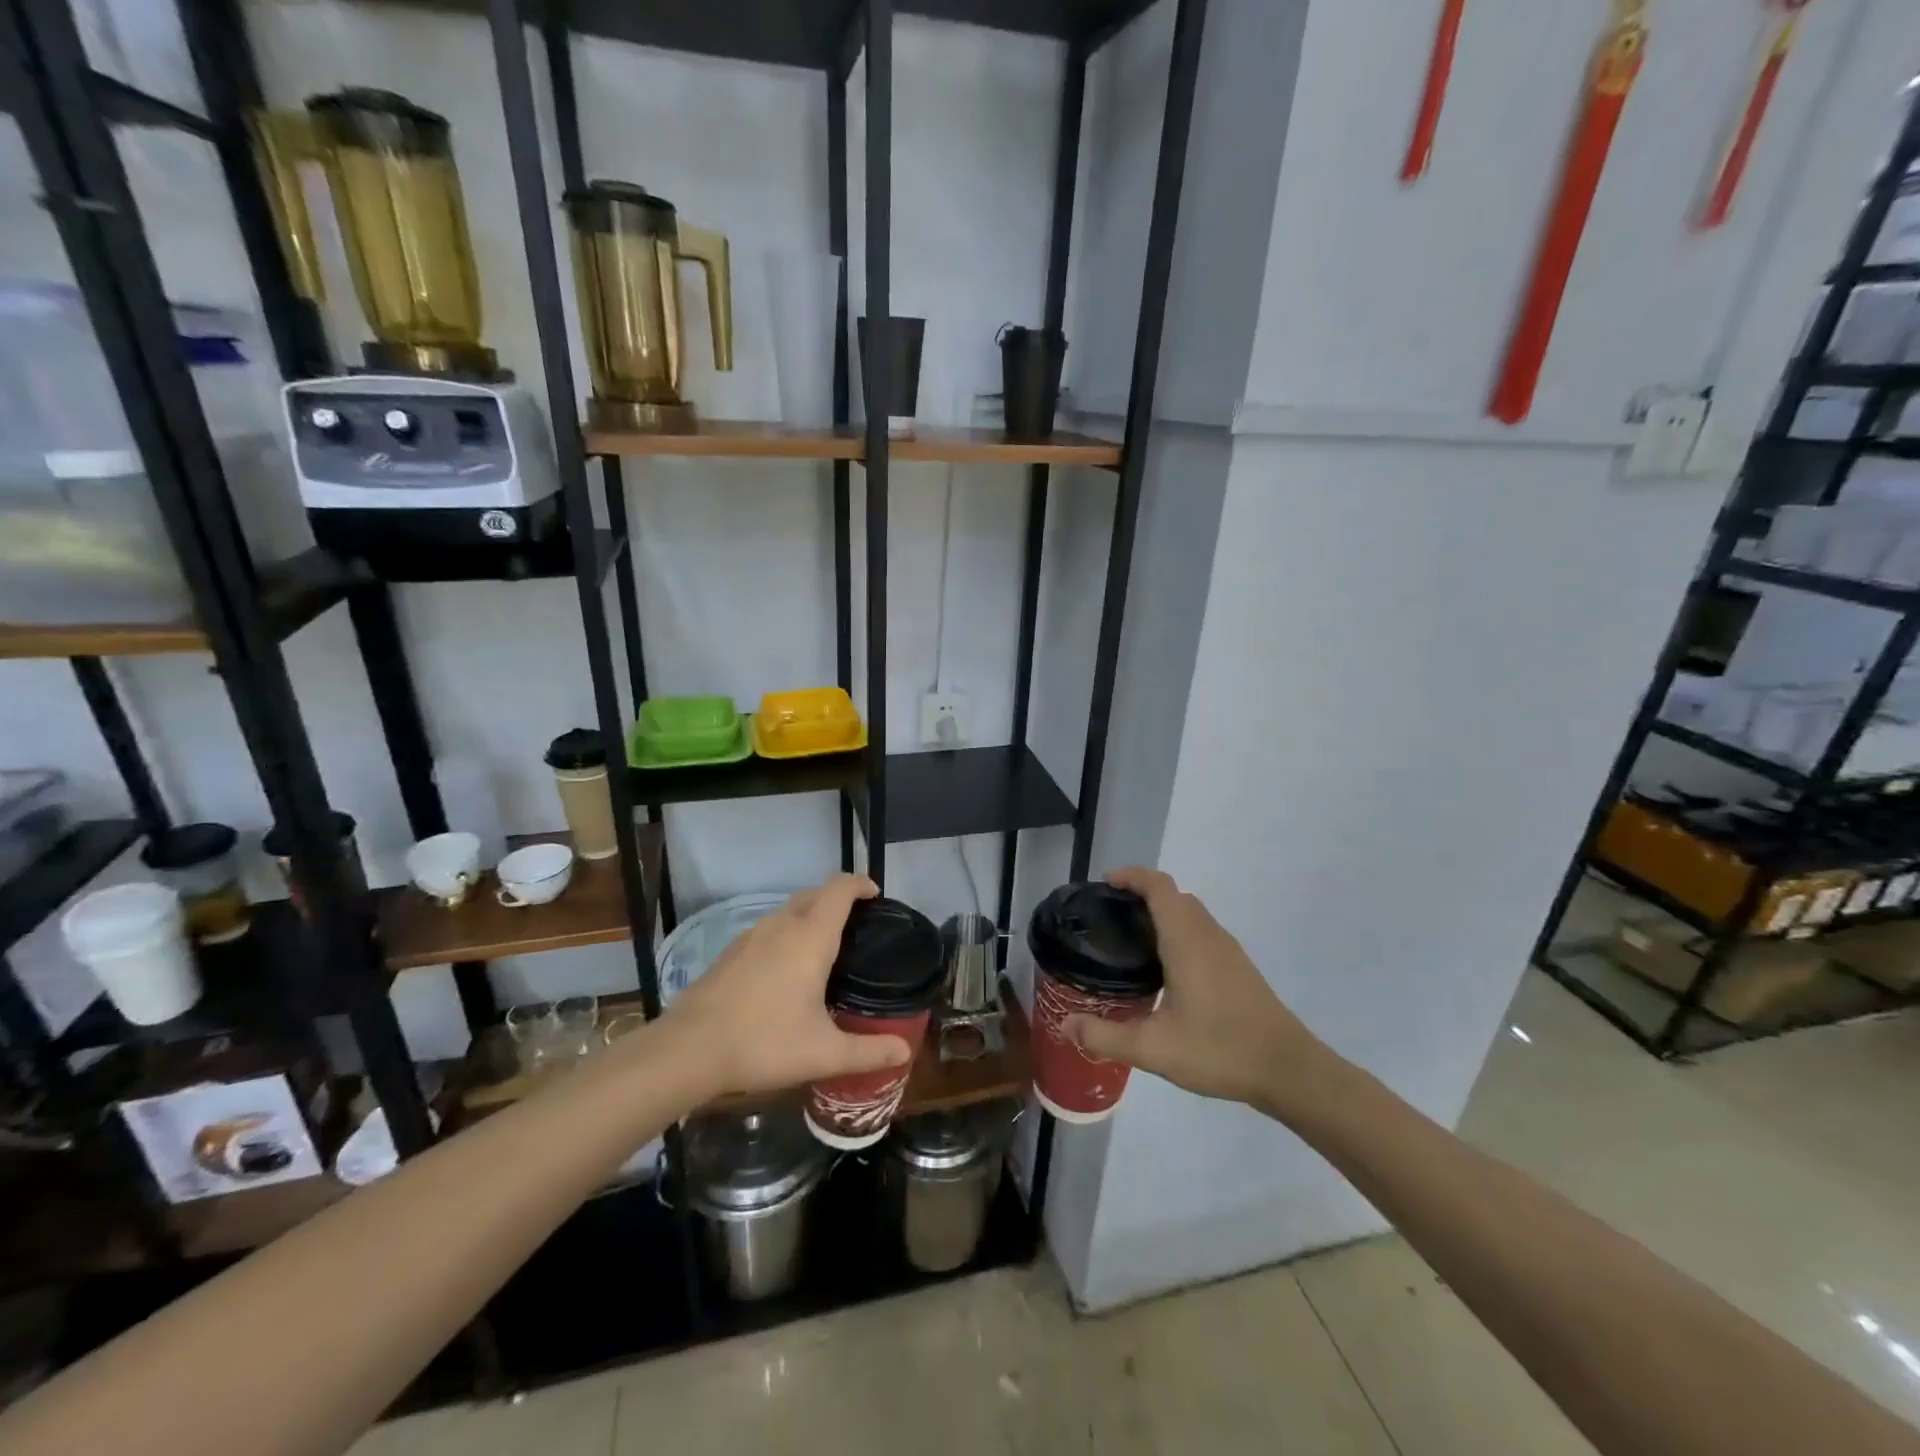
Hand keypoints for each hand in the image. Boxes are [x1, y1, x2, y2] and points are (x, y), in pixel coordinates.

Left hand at [663, 874, 912, 1096]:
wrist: (688, 1050)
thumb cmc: (763, 1042)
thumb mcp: (823, 1053)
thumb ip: (868, 1052)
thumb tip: (905, 1052)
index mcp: (810, 936)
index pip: (840, 888)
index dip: (861, 884)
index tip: (876, 897)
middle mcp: (782, 925)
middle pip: (815, 894)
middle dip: (838, 900)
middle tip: (858, 928)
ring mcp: (751, 936)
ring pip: (789, 911)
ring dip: (811, 916)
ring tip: (825, 950)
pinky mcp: (731, 952)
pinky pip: (769, 929)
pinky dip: (787, 935)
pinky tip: (786, 972)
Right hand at [1061, 867, 1326, 1113]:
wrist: (1289, 1070)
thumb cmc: (1221, 1050)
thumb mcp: (1155, 1049)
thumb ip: (1106, 1036)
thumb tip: (1065, 1025)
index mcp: (1186, 940)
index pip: (1159, 887)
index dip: (1132, 876)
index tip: (1105, 884)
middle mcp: (1208, 935)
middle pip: (1174, 896)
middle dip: (1141, 894)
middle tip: (1110, 917)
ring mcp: (1228, 950)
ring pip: (1191, 913)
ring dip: (1162, 913)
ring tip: (1132, 941)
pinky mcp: (1238, 967)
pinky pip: (1202, 932)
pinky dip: (1178, 931)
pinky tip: (1166, 969)